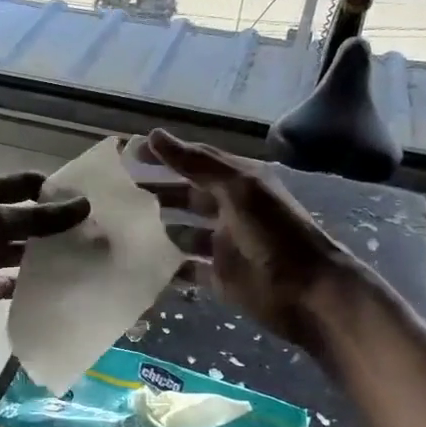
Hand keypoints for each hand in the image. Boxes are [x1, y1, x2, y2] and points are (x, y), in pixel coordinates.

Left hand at [0, 173, 90, 351]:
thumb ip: (37, 217)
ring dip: (53, 255)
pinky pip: (18, 283)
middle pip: (30, 219)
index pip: (25, 185)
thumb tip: (85, 206)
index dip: (55, 190)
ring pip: (27, 252)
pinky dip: (38, 284)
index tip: (92, 200)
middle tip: (101, 233)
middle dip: (60, 225)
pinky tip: (67, 285)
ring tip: (92, 259)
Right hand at [136, 129, 366, 353]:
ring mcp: (223, 246)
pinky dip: (167, 267)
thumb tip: (154, 135)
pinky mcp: (219, 277)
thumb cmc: (275, 233)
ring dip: (157, 230)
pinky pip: (186, 269)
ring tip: (122, 229)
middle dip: (156, 194)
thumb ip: (197, 163)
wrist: (307, 291)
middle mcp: (229, 211)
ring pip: (182, 233)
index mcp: (238, 184)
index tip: (130, 155)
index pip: (195, 164)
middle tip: (118, 195)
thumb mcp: (238, 188)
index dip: (165, 158)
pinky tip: (140, 264)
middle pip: (186, 197)